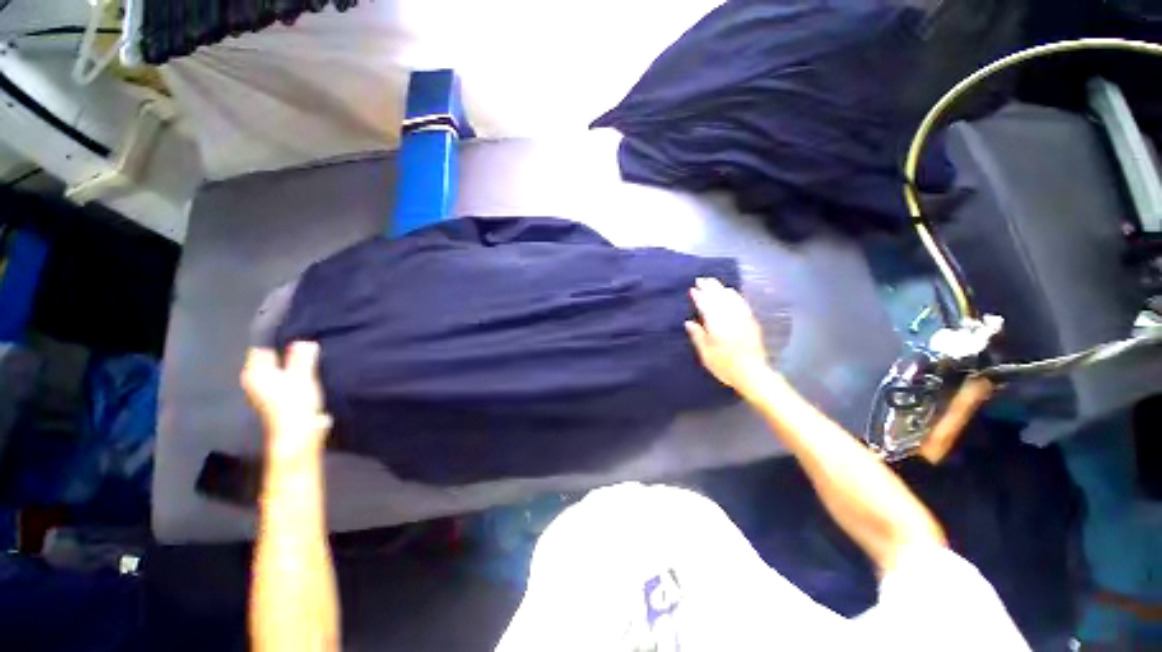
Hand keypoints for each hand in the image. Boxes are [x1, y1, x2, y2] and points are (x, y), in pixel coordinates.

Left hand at [241, 342, 331, 463]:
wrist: (299, 434)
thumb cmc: (295, 403)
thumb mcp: (302, 377)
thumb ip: (302, 358)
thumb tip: (304, 341)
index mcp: (256, 372)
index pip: (262, 348)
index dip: (278, 339)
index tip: (297, 332)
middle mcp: (257, 381)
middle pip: (272, 359)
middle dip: (287, 352)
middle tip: (308, 342)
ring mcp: (267, 391)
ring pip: (280, 369)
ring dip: (294, 364)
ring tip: (313, 356)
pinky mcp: (280, 399)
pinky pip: (287, 379)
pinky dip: (296, 374)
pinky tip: (311, 373)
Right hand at [685, 277, 771, 393]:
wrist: (753, 373)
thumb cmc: (725, 366)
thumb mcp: (706, 354)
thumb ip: (698, 336)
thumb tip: (689, 322)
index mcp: (717, 325)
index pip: (706, 305)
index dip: (699, 296)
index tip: (692, 289)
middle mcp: (730, 317)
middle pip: (719, 297)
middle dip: (710, 287)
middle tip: (701, 279)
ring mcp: (742, 318)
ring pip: (731, 297)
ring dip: (721, 288)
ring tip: (713, 283)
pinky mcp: (751, 321)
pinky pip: (742, 302)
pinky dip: (734, 295)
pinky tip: (731, 292)